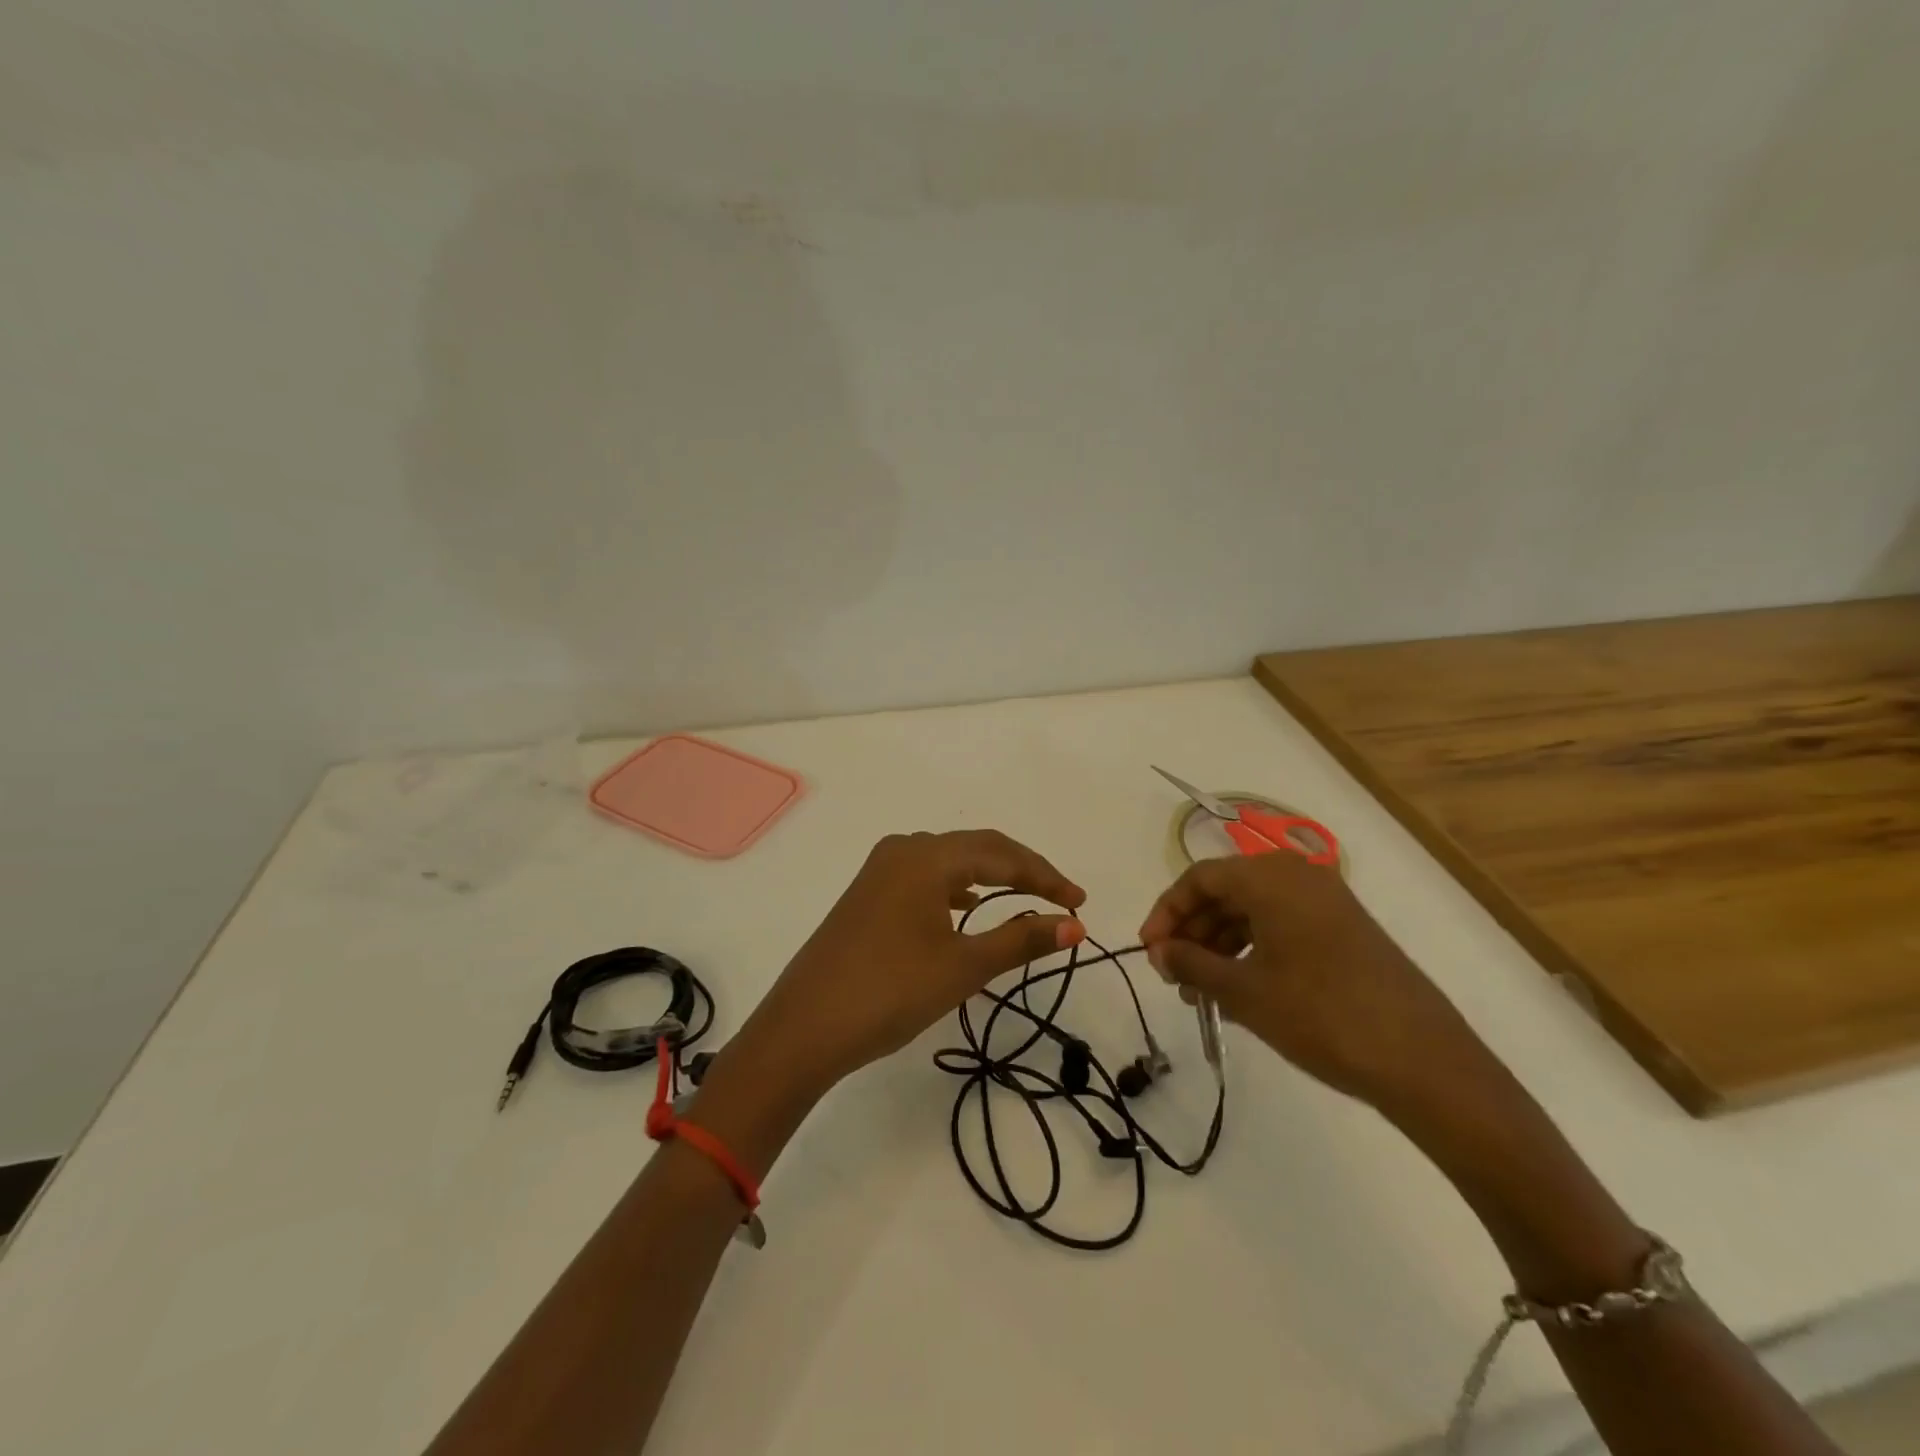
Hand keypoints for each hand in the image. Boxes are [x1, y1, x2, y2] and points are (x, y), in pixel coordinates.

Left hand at [734, 830, 1086, 1098]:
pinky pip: (924, 878)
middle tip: (1061, 901)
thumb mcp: (963, 967)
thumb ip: (1021, 940)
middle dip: (1022, 871)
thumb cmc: (890, 992)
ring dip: (990, 877)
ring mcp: (879, 871)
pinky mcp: (867, 895)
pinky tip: (967, 908)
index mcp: (927, 857)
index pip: (1002, 853)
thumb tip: (1074, 925)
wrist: (803, 1029)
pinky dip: (956, 889)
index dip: (1046, 876)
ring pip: (949, 862)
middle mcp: (902, 851)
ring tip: (1024, 901)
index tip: (1080, 902)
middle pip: (976, 848)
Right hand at [1138, 852, 1493, 1117]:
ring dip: (1218, 946)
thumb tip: (1159, 951)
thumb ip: (1192, 963)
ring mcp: (1327, 903)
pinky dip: (1251, 952)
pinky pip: (1281, 927)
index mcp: (1271, 877)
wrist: (1424, 1062)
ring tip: (1199, 992)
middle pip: (1226, 892)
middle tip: (1171, 975)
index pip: (1200, 878)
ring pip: (1252, 912)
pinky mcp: (1344, 931)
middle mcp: (1298, 877)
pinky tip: (1237, 991)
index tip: (1148, 951)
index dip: (1167, 912)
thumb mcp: (1244, 992)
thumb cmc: (1321, 1015)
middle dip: (1192, 932)